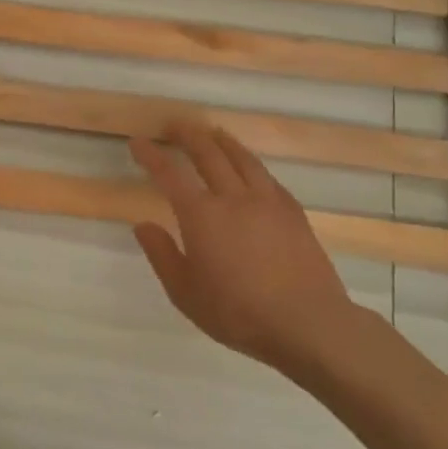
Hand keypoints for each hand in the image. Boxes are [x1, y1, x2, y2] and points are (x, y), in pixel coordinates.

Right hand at [130, 122, 362, 375]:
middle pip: (208, 154)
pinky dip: (251, 163)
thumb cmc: (238, 313)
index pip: (169, 174)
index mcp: (201, 215)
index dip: (151, 155)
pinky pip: (267, 177)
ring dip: (222, 141)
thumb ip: (162, 255)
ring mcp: (267, 202)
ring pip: (242, 158)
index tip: (138, 142)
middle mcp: (233, 198)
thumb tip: (142, 225)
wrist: (309, 324)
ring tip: (212, 132)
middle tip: (174, 124)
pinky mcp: (293, 213)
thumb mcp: (185, 293)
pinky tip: (250, 167)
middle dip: (187, 135)